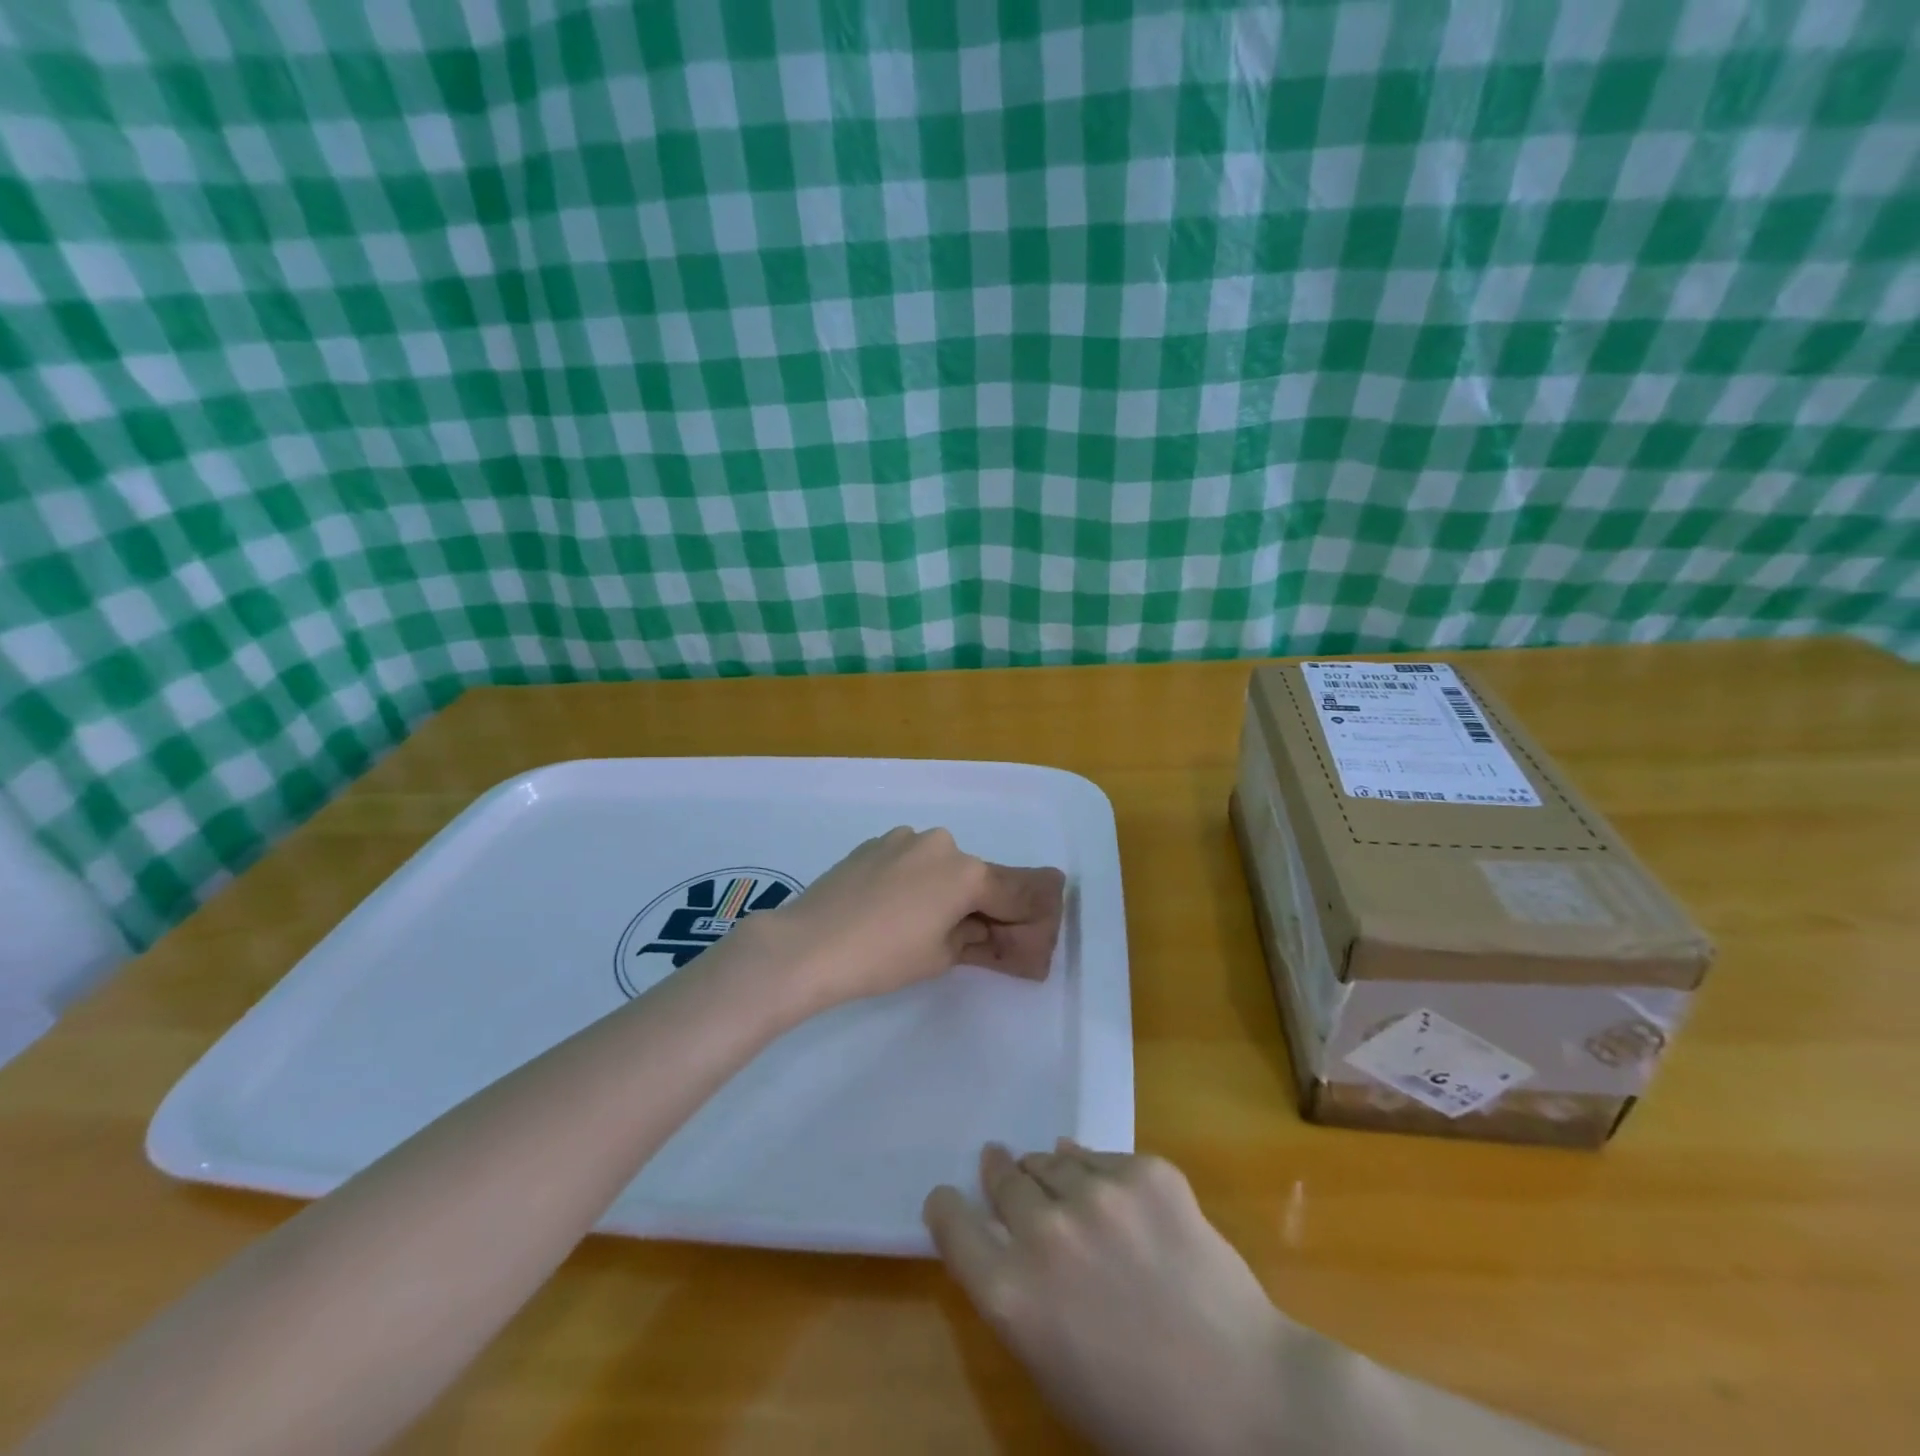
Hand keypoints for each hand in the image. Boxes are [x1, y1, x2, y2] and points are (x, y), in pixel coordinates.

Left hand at [745, 827, 1065, 1011]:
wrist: (808, 944)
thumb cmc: (884, 957)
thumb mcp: (940, 955)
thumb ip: (973, 936)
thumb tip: (981, 928)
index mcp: (966, 871)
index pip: (1014, 891)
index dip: (1026, 914)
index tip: (1032, 929)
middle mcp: (941, 843)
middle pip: (975, 875)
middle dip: (980, 902)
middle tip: (973, 934)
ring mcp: (903, 838)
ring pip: (940, 865)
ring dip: (943, 888)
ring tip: (920, 922)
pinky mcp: (873, 843)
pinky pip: (909, 860)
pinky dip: (913, 879)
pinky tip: (891, 907)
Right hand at [925, 1143, 1291, 1455]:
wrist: (1246, 1399)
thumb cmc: (1139, 1412)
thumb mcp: (1054, 1369)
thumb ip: (1021, 1298)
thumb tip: (1014, 1234)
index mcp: (1012, 1295)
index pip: (952, 1226)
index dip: (947, 1207)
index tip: (948, 1198)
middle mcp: (1045, 1232)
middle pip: (1002, 1178)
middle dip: (999, 1175)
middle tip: (1002, 1168)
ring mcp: (1098, 1194)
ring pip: (1050, 1159)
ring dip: (1048, 1172)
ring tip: (1058, 1180)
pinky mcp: (1146, 1171)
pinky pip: (1102, 1157)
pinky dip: (1098, 1171)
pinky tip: (1110, 1190)